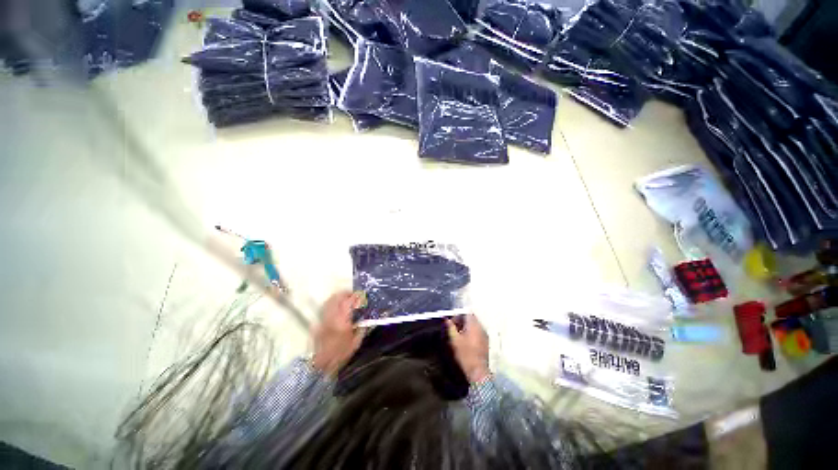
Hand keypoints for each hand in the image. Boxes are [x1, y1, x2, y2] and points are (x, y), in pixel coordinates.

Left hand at [311, 291, 364, 375]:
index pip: (348, 302)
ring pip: (329, 301)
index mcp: (342, 322)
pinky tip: (336, 309)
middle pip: (336, 298)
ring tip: (345, 299)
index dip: (355, 296)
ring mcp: (322, 320)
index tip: (361, 295)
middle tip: (353, 295)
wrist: (321, 366)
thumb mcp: (356, 342)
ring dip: (337, 298)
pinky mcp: (317, 324)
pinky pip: (325, 310)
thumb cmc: (341, 355)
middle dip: (345, 293)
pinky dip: (331, 305)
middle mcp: (331, 318)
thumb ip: (361, 328)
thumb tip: (365, 318)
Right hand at [446, 314, 490, 383]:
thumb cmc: (465, 354)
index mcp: (474, 325)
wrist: (478, 371)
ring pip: (475, 325)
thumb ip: (450, 327)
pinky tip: (466, 341)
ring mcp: (485, 335)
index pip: (466, 313)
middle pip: (471, 318)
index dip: (458, 316)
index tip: (451, 322)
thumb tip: (446, 320)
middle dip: (462, 321)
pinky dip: (471, 333)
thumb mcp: (454, 340)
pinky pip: (478, 332)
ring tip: (459, 335)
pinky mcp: (486, 342)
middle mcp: (481, 327)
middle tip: (454, 328)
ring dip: (466, 327)